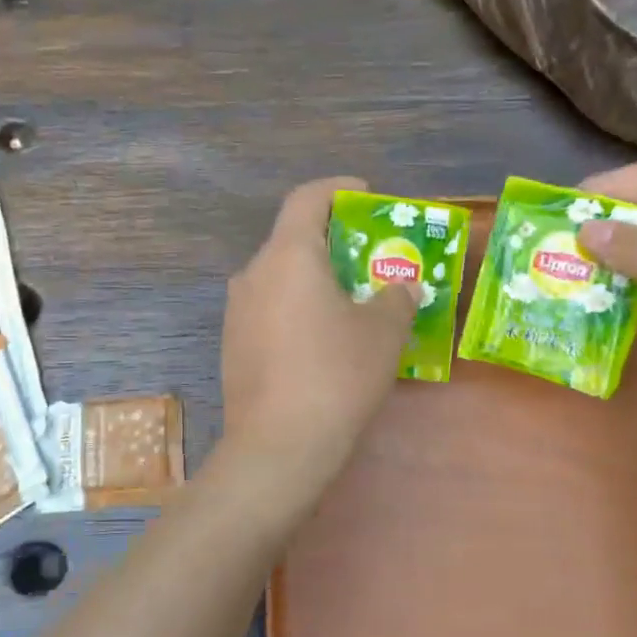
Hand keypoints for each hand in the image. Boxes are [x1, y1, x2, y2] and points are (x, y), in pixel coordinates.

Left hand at [221, 177, 418, 483]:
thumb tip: (404, 285)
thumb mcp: (383, 332)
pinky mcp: (233, 344)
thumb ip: (397, 297)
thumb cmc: (336, 374)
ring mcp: (237, 310)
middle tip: (369, 258)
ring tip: (351, 301)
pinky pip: (270, 308)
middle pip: (293, 239)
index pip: (307, 198)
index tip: (364, 196)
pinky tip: (322, 339)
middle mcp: (254, 273)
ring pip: (280, 277)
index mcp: (288, 255)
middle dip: (333, 241)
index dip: (338, 190)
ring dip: (314, 278)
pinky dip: (297, 308)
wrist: (278, 446)